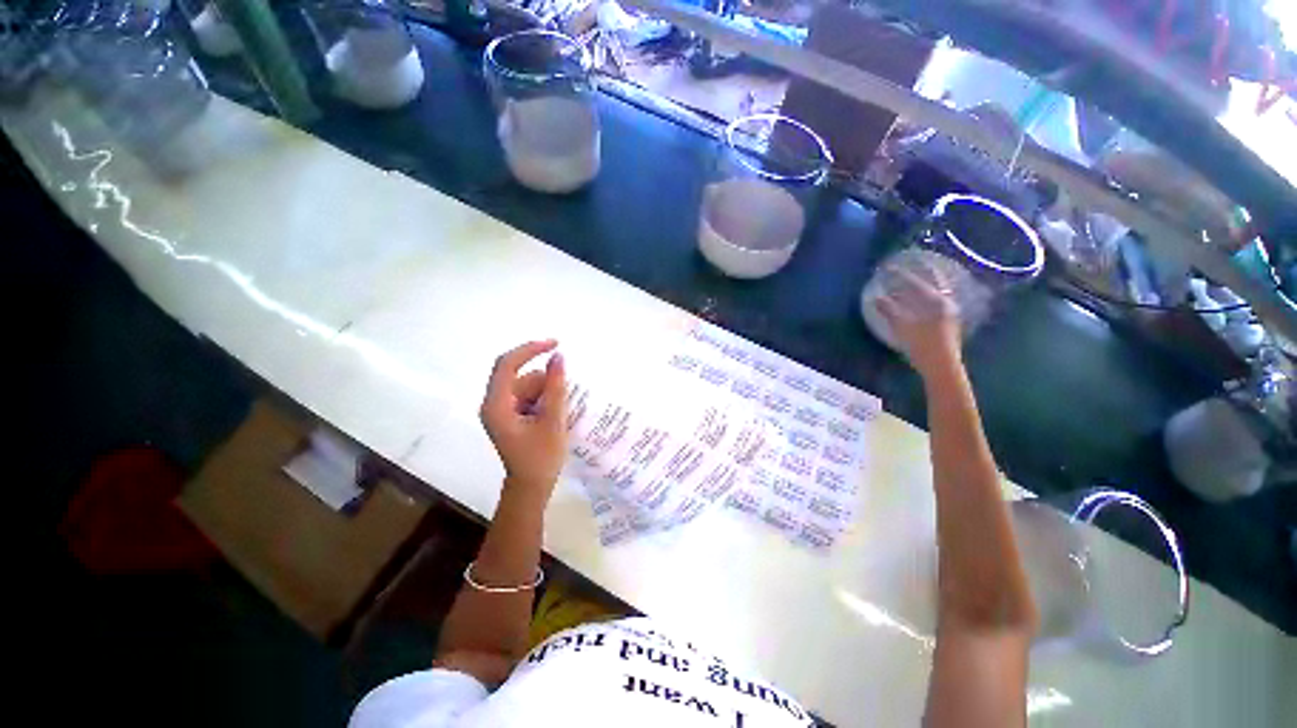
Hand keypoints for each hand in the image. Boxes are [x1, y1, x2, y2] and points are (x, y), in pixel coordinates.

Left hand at [480, 340, 567, 503]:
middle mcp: (493, 403)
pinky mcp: (510, 415)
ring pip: (527, 386)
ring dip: (546, 393)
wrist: (532, 487)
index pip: (507, 364)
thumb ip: (556, 386)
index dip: (530, 349)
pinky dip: (543, 399)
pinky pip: (529, 395)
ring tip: (558, 414)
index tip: (556, 345)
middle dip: (544, 383)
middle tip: (563, 400)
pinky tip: (553, 415)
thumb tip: (559, 357)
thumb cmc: (541, 458)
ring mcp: (501, 410)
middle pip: (521, 376)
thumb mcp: (553, 420)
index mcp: (496, 405)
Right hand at [876, 266, 961, 376]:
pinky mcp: (947, 322)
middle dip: (916, 276)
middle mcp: (946, 303)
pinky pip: (934, 301)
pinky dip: (923, 297)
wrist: (941, 366)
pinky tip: (916, 300)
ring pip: (933, 292)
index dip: (900, 275)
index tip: (887, 268)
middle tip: (904, 270)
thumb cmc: (922, 345)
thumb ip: (889, 310)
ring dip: (920, 286)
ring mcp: (949, 313)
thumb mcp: (902, 326)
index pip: (916, 283)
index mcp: (936, 301)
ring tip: (908, 283)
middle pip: (931, 283)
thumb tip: (877, 298)